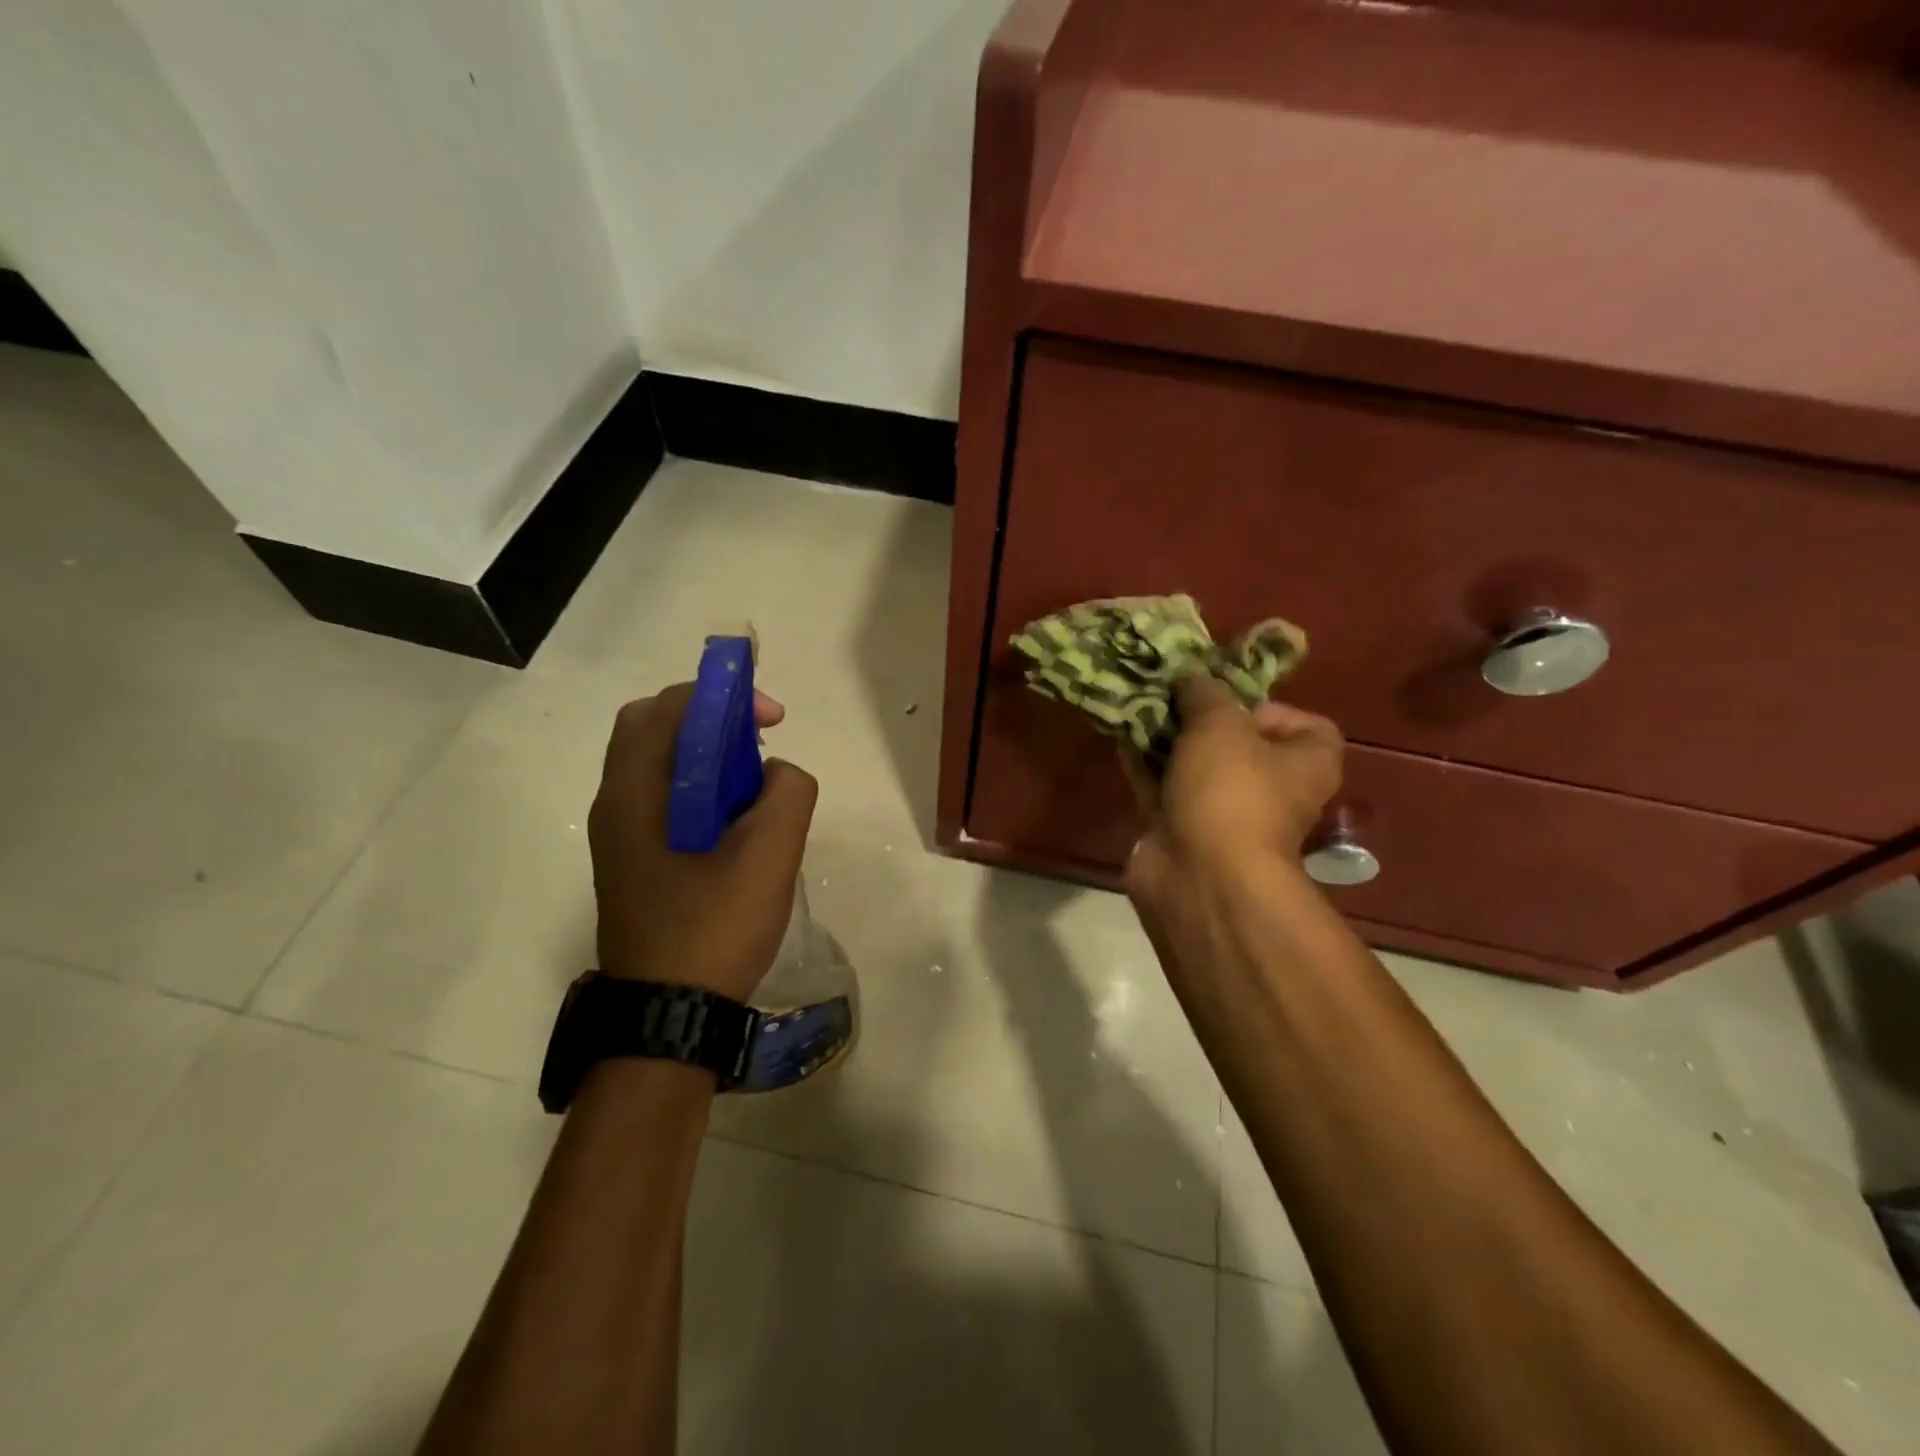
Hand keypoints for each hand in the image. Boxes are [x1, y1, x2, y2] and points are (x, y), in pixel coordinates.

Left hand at [588, 683, 817, 1002]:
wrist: (668, 1020)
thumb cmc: (712, 931)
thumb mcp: (768, 857)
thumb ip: (787, 793)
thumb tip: (776, 774)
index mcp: (633, 794)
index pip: (667, 707)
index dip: (724, 696)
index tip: (773, 719)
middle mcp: (615, 805)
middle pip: (655, 730)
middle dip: (712, 721)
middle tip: (758, 745)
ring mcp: (619, 837)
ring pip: (661, 767)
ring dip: (708, 757)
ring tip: (755, 788)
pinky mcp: (633, 863)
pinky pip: (665, 801)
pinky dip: (701, 791)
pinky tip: (738, 828)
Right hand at [1121, 673, 1342, 921]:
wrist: (1199, 875)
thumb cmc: (1230, 790)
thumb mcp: (1220, 723)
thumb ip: (1204, 692)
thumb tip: (1190, 677)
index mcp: (1305, 763)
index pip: (1303, 724)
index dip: (1267, 705)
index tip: (1227, 696)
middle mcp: (1270, 788)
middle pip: (1237, 741)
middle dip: (1199, 715)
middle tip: (1167, 691)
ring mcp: (1224, 811)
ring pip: (1193, 763)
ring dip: (1165, 736)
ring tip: (1136, 703)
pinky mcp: (1181, 828)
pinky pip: (1162, 785)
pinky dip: (1144, 762)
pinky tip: (1120, 733)